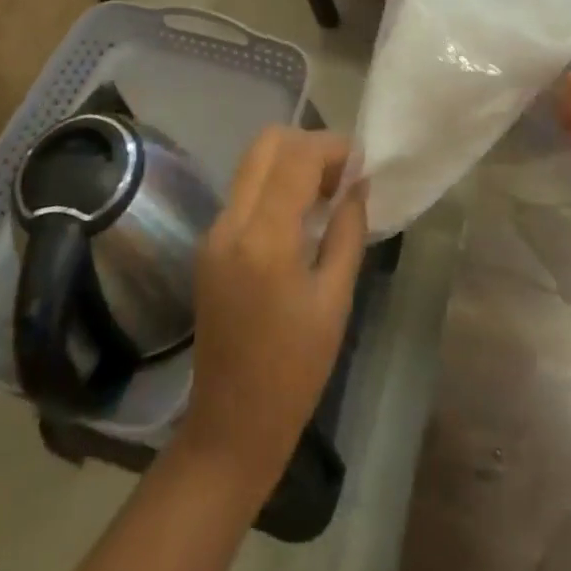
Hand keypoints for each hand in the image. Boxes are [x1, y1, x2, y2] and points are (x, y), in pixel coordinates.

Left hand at [177, 127, 367, 493]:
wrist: (232, 427)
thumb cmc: (295, 371)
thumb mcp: (335, 299)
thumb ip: (348, 231)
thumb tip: (358, 183)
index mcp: (264, 239)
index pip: (297, 157)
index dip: (333, 148)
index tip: (362, 163)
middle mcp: (230, 223)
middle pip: (266, 144)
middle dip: (309, 145)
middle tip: (341, 175)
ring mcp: (214, 232)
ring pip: (253, 163)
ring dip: (291, 163)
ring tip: (326, 195)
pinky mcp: (209, 245)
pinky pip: (245, 192)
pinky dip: (275, 186)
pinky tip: (301, 218)